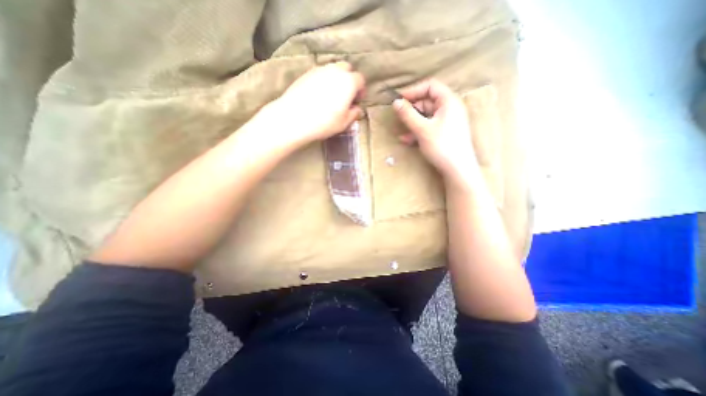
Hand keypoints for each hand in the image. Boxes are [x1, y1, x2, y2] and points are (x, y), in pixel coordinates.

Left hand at [273, 62, 366, 144]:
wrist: (294, 118)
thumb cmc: (324, 122)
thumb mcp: (344, 123)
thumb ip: (354, 114)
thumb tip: (357, 109)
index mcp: (348, 82)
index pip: (360, 79)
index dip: (361, 90)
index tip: (357, 101)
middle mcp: (335, 71)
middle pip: (347, 69)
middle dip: (349, 80)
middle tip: (346, 96)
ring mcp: (319, 70)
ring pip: (333, 69)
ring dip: (336, 79)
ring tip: (332, 95)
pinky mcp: (306, 73)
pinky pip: (320, 74)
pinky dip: (324, 80)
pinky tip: (319, 95)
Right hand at [392, 78, 479, 186]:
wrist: (457, 169)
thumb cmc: (441, 145)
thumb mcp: (422, 129)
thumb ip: (408, 114)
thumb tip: (395, 102)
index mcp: (449, 101)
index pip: (431, 86)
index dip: (414, 91)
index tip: (399, 99)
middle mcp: (450, 108)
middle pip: (427, 101)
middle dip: (412, 109)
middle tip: (399, 117)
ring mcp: (448, 121)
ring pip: (426, 116)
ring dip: (413, 123)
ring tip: (401, 133)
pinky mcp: (444, 133)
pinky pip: (429, 127)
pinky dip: (418, 131)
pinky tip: (407, 140)